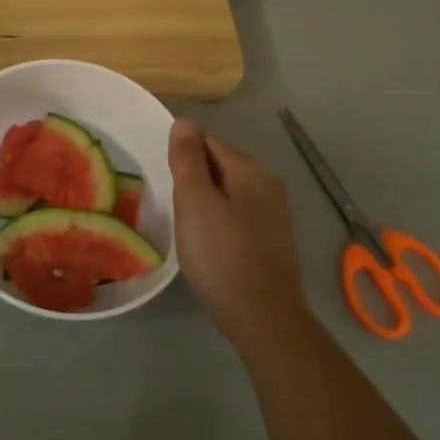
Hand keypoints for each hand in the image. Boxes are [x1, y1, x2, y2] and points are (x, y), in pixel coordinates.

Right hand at [168, 119, 309, 351]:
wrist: (263, 317)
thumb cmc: (221, 255)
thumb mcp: (194, 202)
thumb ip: (187, 159)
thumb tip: (184, 123)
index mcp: (250, 169)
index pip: (207, 141)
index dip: (182, 157)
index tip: (164, 181)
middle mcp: (269, 183)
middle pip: (220, 165)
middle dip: (194, 178)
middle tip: (172, 206)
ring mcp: (275, 213)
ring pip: (229, 191)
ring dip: (206, 201)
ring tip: (186, 226)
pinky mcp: (273, 239)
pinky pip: (238, 214)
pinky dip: (220, 220)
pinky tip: (208, 243)